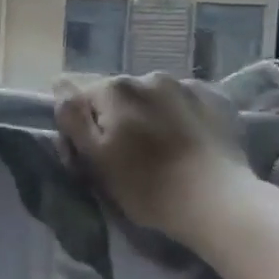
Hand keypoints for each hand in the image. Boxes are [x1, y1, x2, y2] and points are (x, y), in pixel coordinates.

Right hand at [53, 71, 255, 247]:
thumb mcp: (95, 158)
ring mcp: (185, 85)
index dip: (81, 125)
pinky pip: (182, 101)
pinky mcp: (215, 99)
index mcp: (114, 88)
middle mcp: (147, 76)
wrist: (219, 202)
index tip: (93, 153)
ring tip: (161, 149)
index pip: (80, 97)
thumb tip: (59, 83)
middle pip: (117, 95)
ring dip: (147, 114)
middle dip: (115, 117)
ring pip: (150, 96)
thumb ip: (72, 116)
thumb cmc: (147, 186)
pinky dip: (177, 115)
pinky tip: (186, 141)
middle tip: (128, 156)